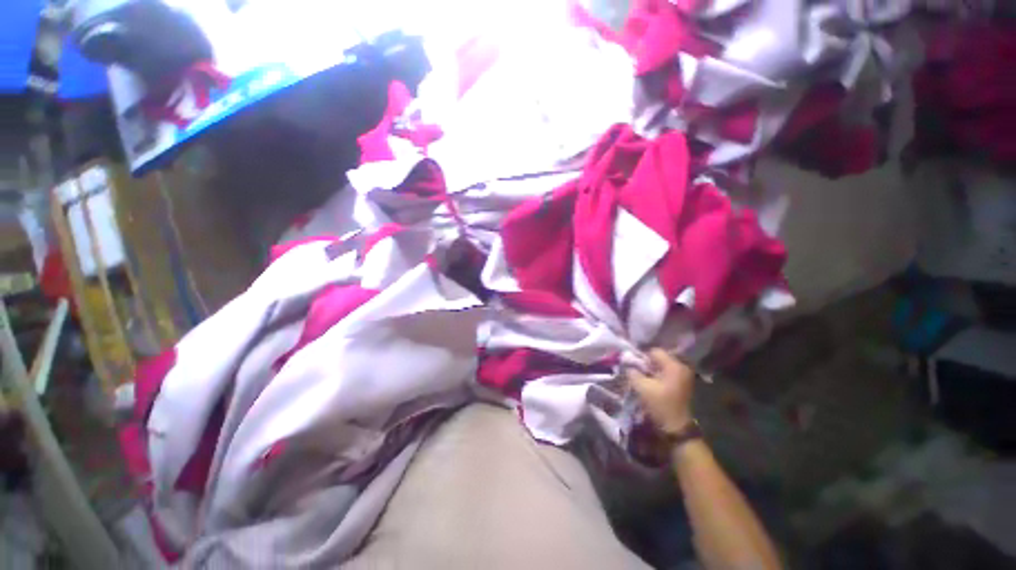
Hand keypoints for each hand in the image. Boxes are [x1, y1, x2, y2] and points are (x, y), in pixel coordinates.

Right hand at [626, 349, 695, 434]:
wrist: (676, 427)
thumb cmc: (660, 405)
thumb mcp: (642, 387)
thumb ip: (633, 372)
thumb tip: (628, 364)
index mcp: (674, 366)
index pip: (654, 351)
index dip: (642, 357)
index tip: (635, 367)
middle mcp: (682, 367)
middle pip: (659, 358)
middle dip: (647, 364)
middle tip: (639, 373)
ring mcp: (684, 376)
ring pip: (662, 366)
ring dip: (652, 371)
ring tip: (645, 380)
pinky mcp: (683, 384)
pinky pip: (667, 373)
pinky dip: (658, 376)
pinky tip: (653, 385)